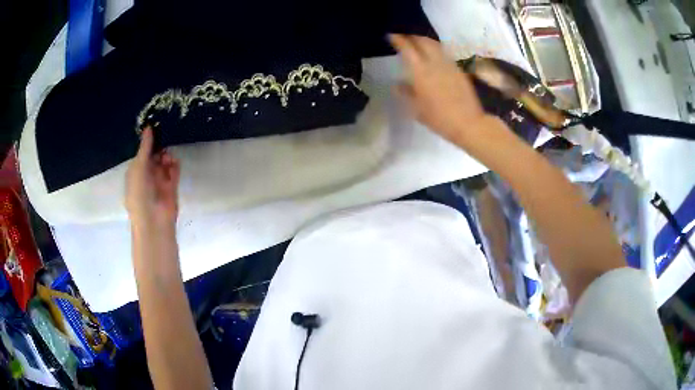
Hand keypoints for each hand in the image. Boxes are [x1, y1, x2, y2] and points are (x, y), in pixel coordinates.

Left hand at [125, 128, 180, 228]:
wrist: (153, 221)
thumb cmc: (139, 194)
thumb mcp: (138, 168)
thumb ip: (145, 148)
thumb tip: (149, 127)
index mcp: (135, 172)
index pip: (142, 153)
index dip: (147, 142)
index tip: (155, 127)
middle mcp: (147, 175)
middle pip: (154, 156)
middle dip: (159, 148)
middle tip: (164, 140)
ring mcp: (160, 181)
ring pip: (165, 162)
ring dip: (166, 157)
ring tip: (167, 159)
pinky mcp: (172, 186)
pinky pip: (174, 171)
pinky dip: (175, 165)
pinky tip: (173, 163)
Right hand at [390, 34, 488, 145]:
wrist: (469, 124)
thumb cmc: (439, 119)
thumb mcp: (417, 109)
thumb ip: (406, 93)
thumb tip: (397, 85)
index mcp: (421, 72)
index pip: (408, 49)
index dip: (399, 40)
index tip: (392, 35)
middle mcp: (435, 63)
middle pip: (423, 41)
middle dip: (413, 36)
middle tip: (405, 37)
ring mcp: (449, 65)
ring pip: (436, 45)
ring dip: (425, 41)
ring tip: (419, 42)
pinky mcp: (459, 70)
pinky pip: (445, 54)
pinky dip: (436, 50)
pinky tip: (434, 56)